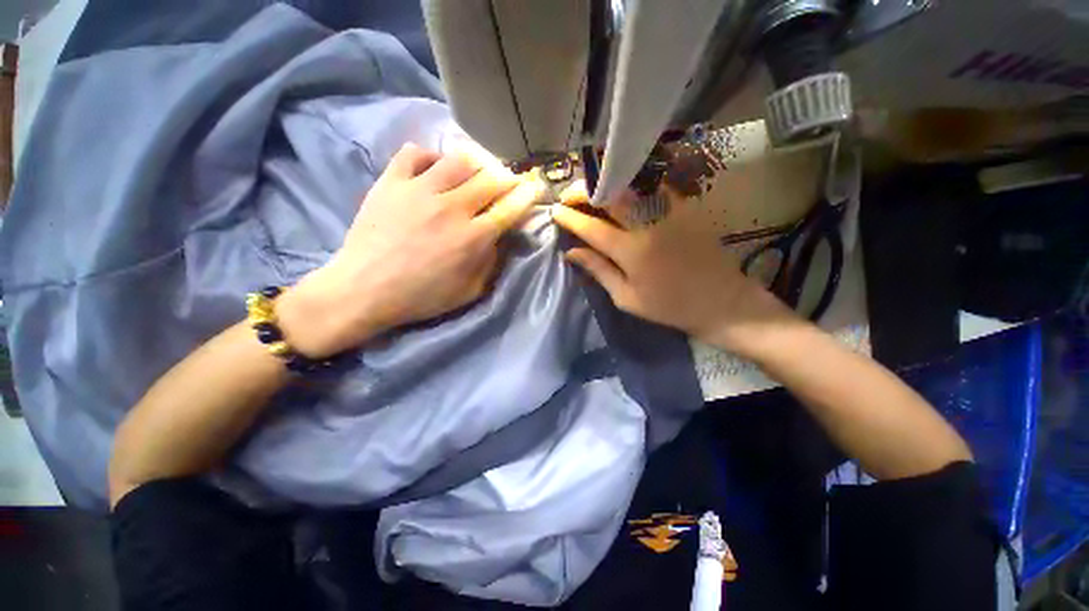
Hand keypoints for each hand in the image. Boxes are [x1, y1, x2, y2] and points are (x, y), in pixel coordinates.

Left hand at [278, 143, 545, 356]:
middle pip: (490, 179)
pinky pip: (415, 153)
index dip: (527, 195)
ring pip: (458, 160)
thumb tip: (500, 236)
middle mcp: (451, 208)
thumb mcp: (470, 291)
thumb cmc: (421, 297)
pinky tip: (434, 169)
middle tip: (508, 181)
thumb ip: (491, 262)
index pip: (510, 208)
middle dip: (507, 178)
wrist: (364, 290)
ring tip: (475, 173)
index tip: (535, 187)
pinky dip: (430, 156)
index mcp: (472, 239)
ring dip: (475, 165)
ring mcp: (419, 191)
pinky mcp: (391, 182)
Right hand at [551, 183, 800, 354]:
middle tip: (569, 195)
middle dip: (584, 191)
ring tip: (590, 189)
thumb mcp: (626, 298)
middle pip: (610, 196)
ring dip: (606, 183)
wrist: (720, 301)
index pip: (592, 227)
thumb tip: (571, 252)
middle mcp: (649, 224)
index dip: (570, 217)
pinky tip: (623, 189)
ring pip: (631, 184)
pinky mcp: (685, 207)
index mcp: (631, 251)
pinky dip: (633, 184)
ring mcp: (670, 211)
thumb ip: (598, 271)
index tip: (555, 211)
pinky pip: (654, 186)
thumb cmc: (669, 306)